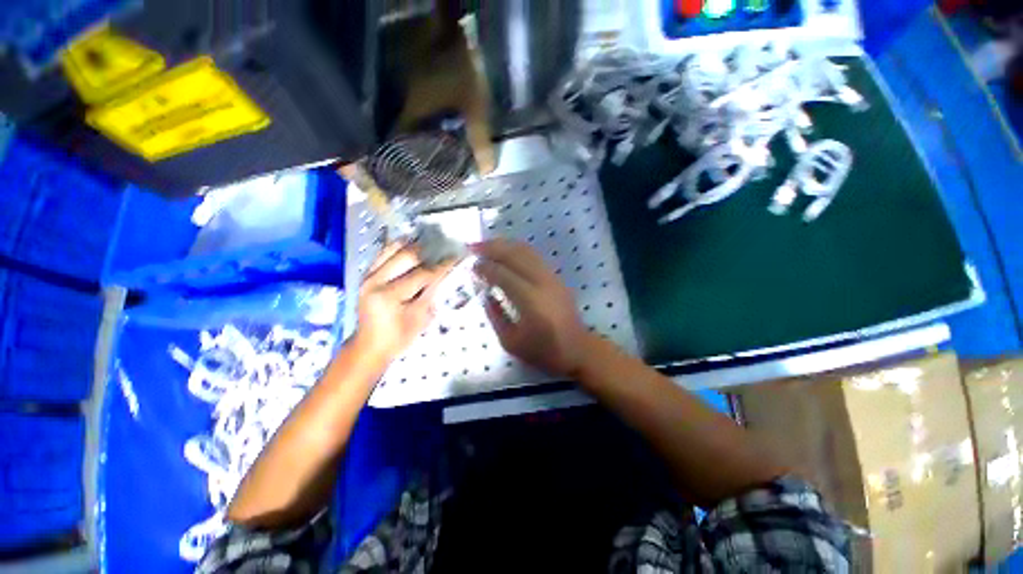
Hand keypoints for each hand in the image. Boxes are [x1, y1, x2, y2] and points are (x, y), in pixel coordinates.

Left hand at [354, 242, 453, 363]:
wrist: (370, 346)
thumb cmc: (398, 337)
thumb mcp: (421, 318)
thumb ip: (432, 292)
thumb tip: (445, 272)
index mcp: (389, 295)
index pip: (422, 274)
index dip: (441, 266)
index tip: (455, 257)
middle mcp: (375, 280)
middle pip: (406, 255)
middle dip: (428, 252)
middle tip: (443, 250)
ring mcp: (368, 275)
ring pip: (393, 249)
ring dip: (413, 246)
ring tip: (429, 247)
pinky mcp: (367, 275)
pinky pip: (384, 253)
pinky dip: (399, 248)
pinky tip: (412, 248)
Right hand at [474, 239, 590, 378]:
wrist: (578, 349)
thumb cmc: (543, 351)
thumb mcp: (511, 342)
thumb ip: (495, 315)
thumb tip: (485, 293)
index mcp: (530, 302)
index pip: (504, 275)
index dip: (486, 268)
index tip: (472, 266)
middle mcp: (542, 283)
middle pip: (516, 256)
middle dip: (493, 248)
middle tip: (474, 246)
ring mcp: (552, 278)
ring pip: (527, 251)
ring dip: (505, 245)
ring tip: (487, 244)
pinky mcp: (557, 278)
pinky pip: (535, 256)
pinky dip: (518, 250)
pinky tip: (507, 251)